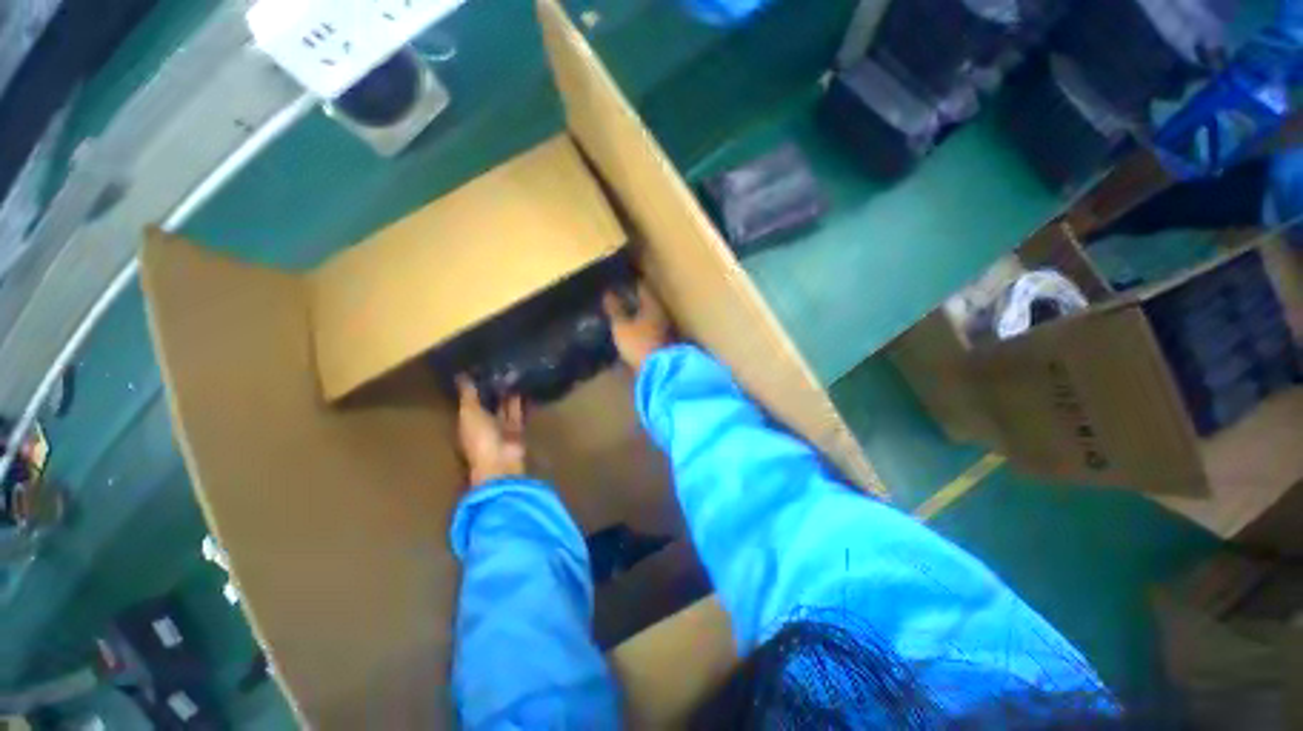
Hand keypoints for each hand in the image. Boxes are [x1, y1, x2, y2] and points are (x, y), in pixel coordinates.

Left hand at [456, 376, 526, 486]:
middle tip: (499, 368)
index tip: (478, 370)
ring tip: (514, 373)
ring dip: (509, 394)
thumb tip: (461, 375)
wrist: (501, 461)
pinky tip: (526, 387)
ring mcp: (501, 428)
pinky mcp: (516, 430)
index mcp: (466, 422)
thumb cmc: (479, 437)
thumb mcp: (469, 413)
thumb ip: (468, 394)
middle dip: (493, 389)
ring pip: (504, 407)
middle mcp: (483, 424)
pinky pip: (519, 412)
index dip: (473, 387)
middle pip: (488, 404)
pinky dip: (522, 402)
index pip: (469, 402)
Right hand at [604, 283, 672, 371]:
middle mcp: (662, 314)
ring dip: (637, 314)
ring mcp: (665, 329)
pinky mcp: (663, 342)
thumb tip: (608, 293)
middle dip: (633, 299)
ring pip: (649, 316)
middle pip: (646, 302)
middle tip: (618, 296)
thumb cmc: (638, 343)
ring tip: (623, 314)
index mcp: (652, 305)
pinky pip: (650, 329)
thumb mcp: (621, 327)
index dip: (630, 283)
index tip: (619, 279)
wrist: (659, 371)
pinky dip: (641, 327)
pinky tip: (632, 330)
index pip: (641, 287)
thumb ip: (615, 310)